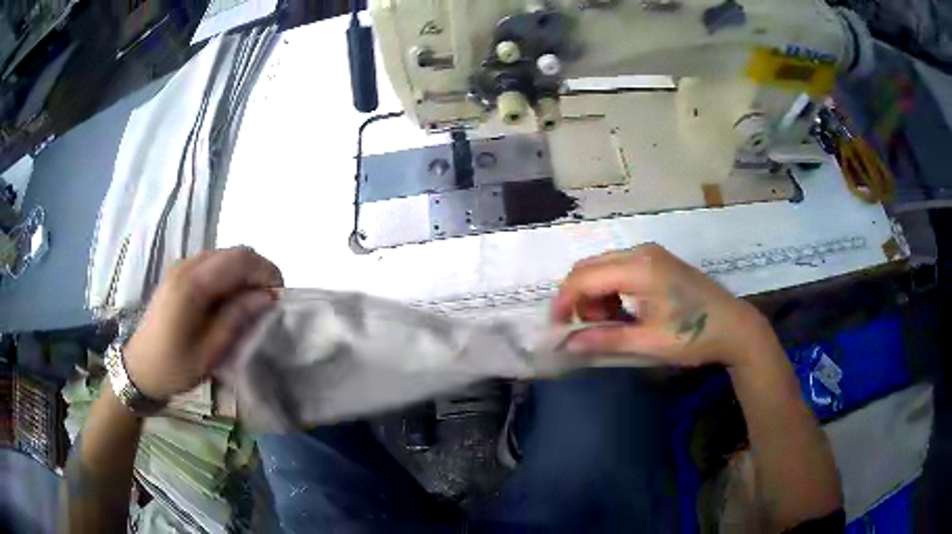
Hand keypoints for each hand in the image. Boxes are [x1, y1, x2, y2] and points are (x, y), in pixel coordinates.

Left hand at [124, 247, 283, 400]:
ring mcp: (181, 267)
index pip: (240, 260)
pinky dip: (229, 275)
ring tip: (252, 302)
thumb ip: (237, 319)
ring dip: (244, 272)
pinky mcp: (178, 274)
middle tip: (269, 301)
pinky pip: (212, 263)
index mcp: (192, 285)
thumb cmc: (174, 366)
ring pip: (224, 255)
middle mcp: (187, 266)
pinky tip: (230, 299)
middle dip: (258, 270)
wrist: (140, 368)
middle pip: (234, 252)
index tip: (280, 297)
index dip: (266, 272)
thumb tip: (267, 296)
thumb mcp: (209, 352)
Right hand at [551, 244, 772, 367]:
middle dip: (578, 298)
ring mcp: (651, 253)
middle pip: (590, 267)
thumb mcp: (649, 343)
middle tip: (583, 330)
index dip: (564, 302)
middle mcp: (641, 251)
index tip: (557, 329)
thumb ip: (606, 340)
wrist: (735, 327)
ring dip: (595, 295)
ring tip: (608, 325)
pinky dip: (611, 291)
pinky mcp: (657, 261)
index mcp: (639, 267)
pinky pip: (619, 269)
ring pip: (603, 267)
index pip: (585, 277)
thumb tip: (568, 344)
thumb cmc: (695, 335)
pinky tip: (623, 312)